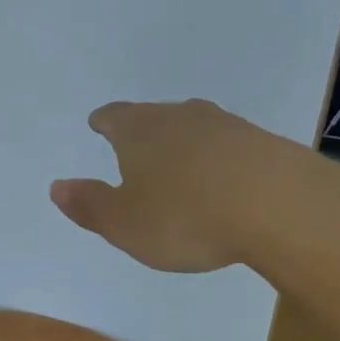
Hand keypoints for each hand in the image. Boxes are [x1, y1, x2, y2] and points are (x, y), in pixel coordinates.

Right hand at [50, 98, 286, 272]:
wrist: (281, 207)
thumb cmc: (186, 216)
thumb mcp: (124, 223)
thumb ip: (89, 205)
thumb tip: (58, 186)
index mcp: (139, 131)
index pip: (113, 117)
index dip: (103, 122)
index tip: (99, 124)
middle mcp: (180, 117)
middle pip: (154, 117)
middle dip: (143, 132)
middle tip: (137, 149)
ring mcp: (226, 126)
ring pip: (195, 129)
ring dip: (184, 145)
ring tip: (180, 167)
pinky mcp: (264, 143)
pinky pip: (230, 147)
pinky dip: (220, 160)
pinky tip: (224, 182)